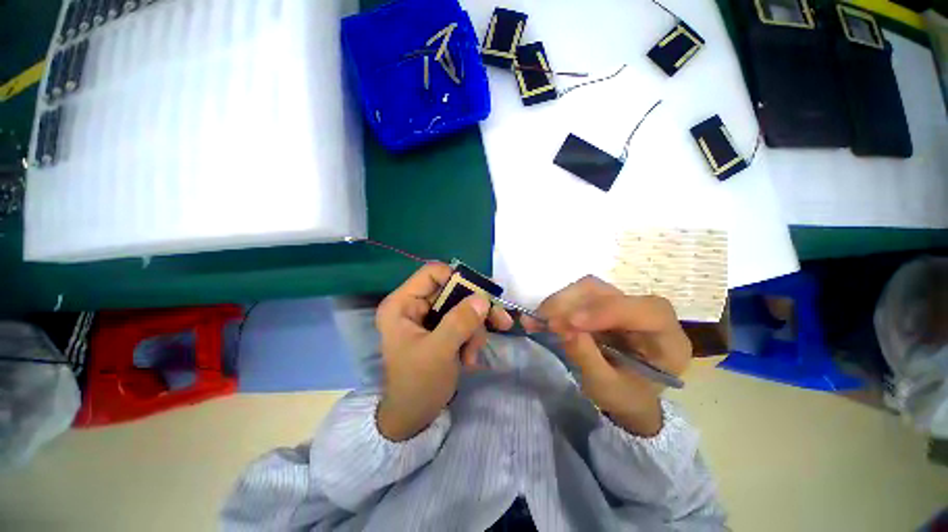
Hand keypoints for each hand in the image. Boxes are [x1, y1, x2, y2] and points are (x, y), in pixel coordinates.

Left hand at [375, 263, 513, 440]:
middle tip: (500, 321)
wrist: (414, 417)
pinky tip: (469, 358)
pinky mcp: (441, 328)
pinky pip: (464, 320)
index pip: (432, 273)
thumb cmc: (417, 384)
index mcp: (402, 304)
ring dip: (475, 328)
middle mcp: (415, 305)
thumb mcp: (438, 352)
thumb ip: (459, 322)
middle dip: (475, 309)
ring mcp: (429, 317)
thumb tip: (483, 297)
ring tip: (472, 354)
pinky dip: (472, 336)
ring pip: (463, 306)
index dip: (458, 278)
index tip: (481, 294)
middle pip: (453, 290)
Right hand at [526, 276, 691, 436]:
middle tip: (542, 321)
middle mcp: (647, 312)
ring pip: (589, 288)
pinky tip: (539, 317)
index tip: (570, 323)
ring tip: (536, 320)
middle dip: (572, 304)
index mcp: (668, 338)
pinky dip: (556, 305)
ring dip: (559, 302)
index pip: (647, 311)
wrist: (628, 394)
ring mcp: (622, 304)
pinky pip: (577, 295)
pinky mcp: (603, 304)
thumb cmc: (627, 396)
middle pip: (610, 293)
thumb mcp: (608, 388)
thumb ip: (587, 358)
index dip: (607, 311)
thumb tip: (560, 328)